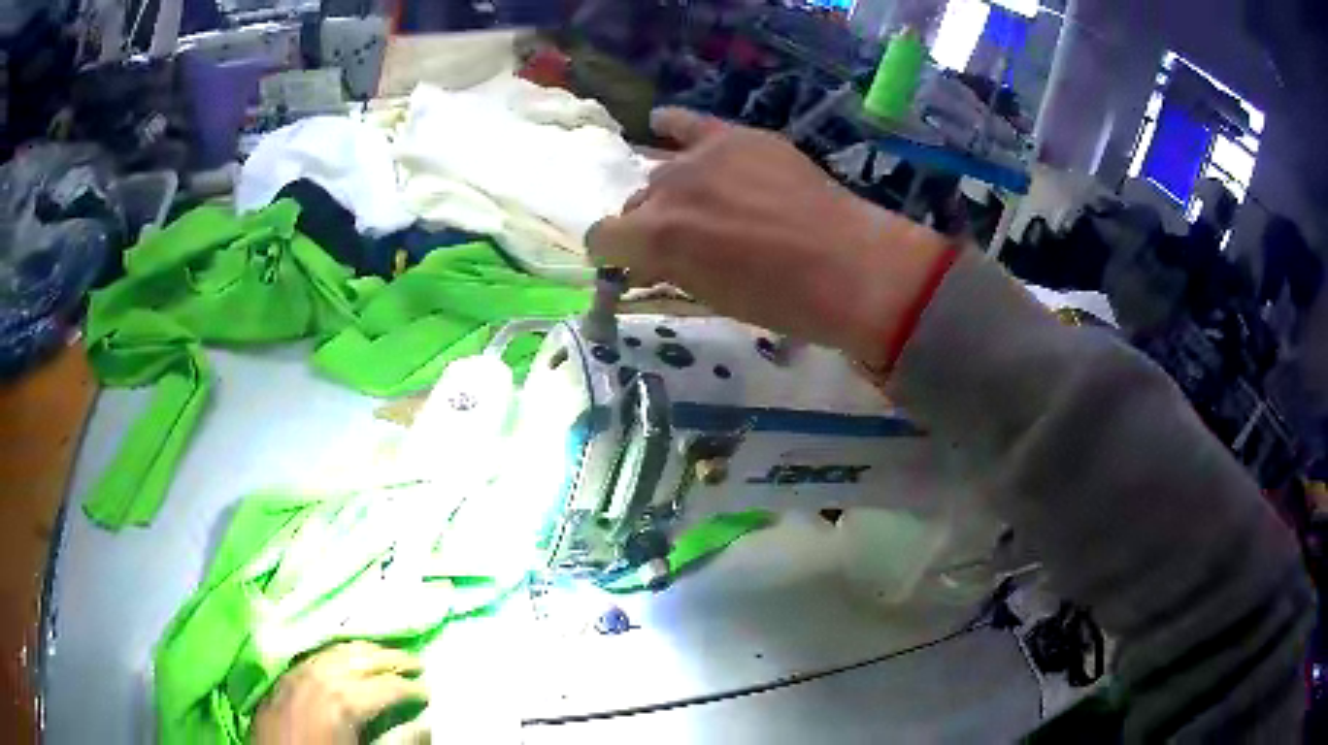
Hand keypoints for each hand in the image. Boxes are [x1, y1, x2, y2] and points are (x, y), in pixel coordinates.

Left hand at [253, 641, 429, 744]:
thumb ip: (396, 741)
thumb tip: (426, 724)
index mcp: (343, 700)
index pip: (387, 686)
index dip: (413, 688)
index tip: (431, 690)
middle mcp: (320, 677)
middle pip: (361, 658)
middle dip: (392, 658)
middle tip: (417, 662)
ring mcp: (298, 673)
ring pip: (336, 650)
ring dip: (364, 650)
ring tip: (384, 654)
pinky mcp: (283, 677)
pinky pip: (314, 656)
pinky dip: (335, 654)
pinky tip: (343, 660)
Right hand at [588, 108, 950, 367]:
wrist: (851, 266)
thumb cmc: (782, 301)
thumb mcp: (710, 298)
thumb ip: (669, 271)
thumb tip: (647, 262)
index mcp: (656, 237)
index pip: (603, 238)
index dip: (615, 256)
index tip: (634, 266)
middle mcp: (667, 188)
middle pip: (636, 202)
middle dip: (649, 224)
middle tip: (684, 242)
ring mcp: (703, 156)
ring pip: (662, 170)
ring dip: (672, 191)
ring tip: (702, 204)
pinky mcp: (737, 136)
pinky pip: (689, 122)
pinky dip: (674, 126)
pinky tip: (665, 126)